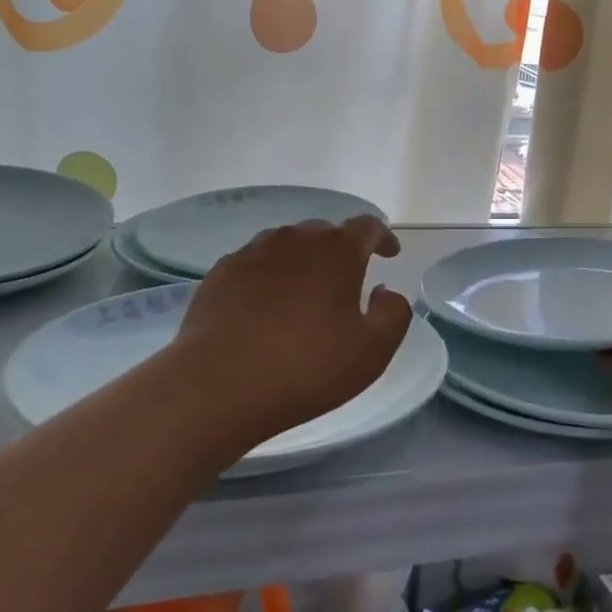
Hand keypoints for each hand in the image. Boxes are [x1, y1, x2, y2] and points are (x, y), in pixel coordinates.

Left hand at [172, 216, 412, 449]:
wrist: (217, 384)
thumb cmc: (305, 367)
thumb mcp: (372, 351)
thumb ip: (394, 313)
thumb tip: (385, 291)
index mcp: (337, 250)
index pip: (368, 227)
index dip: (383, 238)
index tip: (390, 254)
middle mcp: (296, 238)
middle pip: (326, 233)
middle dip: (341, 251)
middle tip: (346, 283)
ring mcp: (254, 251)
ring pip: (288, 246)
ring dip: (303, 262)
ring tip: (304, 294)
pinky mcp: (222, 271)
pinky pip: (256, 264)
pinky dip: (269, 277)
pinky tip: (265, 306)